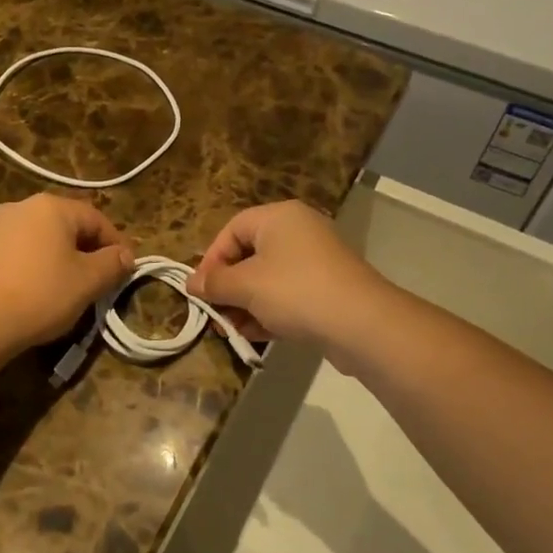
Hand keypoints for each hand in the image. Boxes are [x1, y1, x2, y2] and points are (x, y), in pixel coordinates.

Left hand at [0, 195, 134, 352]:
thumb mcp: (87, 281)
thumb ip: (112, 264)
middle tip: (101, 281)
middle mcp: (23, 206)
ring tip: (71, 289)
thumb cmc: (39, 294)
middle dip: (88, 251)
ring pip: (43, 238)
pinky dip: (37, 265)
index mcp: (52, 206)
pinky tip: (39, 291)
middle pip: (68, 225)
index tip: (126, 271)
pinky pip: (21, 251)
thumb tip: (125, 255)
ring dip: (62, 259)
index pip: (96, 219)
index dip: (116, 245)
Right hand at [187, 200, 383, 345]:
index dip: (212, 259)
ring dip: (245, 304)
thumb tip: (190, 283)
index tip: (201, 290)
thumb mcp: (246, 286)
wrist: (361, 324)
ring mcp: (316, 261)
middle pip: (249, 255)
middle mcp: (298, 231)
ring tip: (231, 331)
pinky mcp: (327, 289)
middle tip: (214, 314)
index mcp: (278, 217)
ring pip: (268, 279)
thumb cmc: (295, 291)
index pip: (232, 229)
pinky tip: (254, 336)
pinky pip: (288, 295)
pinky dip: (269, 312)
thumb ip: (214, 283)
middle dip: (228, 287)